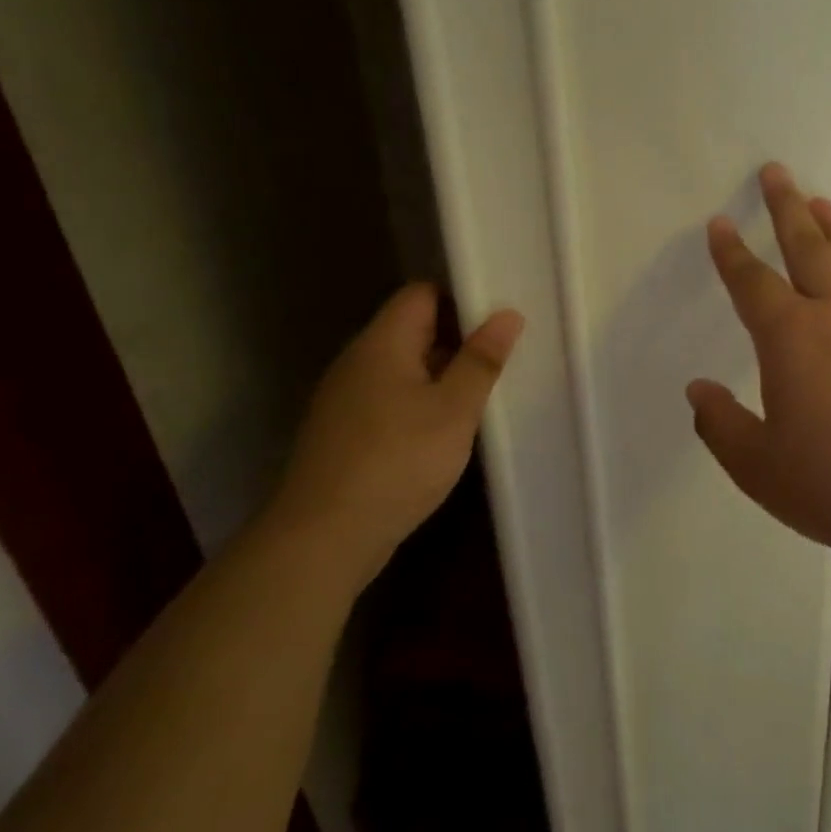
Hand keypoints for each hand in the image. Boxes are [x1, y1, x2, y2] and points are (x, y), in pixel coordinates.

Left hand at [267, 284, 523, 586]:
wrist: (323, 538)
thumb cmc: (398, 461)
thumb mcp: (454, 409)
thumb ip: (481, 360)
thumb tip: (507, 315)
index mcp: (382, 343)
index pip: (421, 293)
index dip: (461, 298)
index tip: (500, 318)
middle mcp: (358, 362)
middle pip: (412, 329)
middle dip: (458, 338)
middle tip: (503, 357)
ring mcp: (347, 398)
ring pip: (404, 367)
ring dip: (442, 375)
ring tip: (483, 393)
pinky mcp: (345, 432)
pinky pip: (391, 399)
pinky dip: (421, 403)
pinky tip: (447, 429)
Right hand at [687, 164, 830, 568]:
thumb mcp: (761, 470)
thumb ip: (722, 426)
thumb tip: (698, 390)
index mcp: (793, 339)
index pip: (752, 283)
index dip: (731, 253)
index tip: (720, 223)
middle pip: (808, 247)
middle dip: (786, 208)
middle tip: (776, 172)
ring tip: (820, 201)